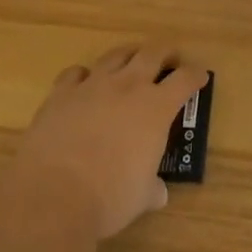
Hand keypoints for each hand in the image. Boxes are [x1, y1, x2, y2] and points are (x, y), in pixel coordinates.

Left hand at [10, 45, 209, 239]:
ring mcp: (93, 85)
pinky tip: (84, 84)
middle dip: (165, 53)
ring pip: (116, 55)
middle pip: (153, 53)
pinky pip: (76, 73)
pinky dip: (84, 75)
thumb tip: (158, 193)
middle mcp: (128, 86)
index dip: (195, 75)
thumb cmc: (108, 198)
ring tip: (131, 61)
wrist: (52, 196)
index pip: (185, 79)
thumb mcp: (140, 197)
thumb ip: (152, 189)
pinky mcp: (61, 93)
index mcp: (156, 108)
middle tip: (169, 59)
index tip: (200, 76)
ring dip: (128, 55)